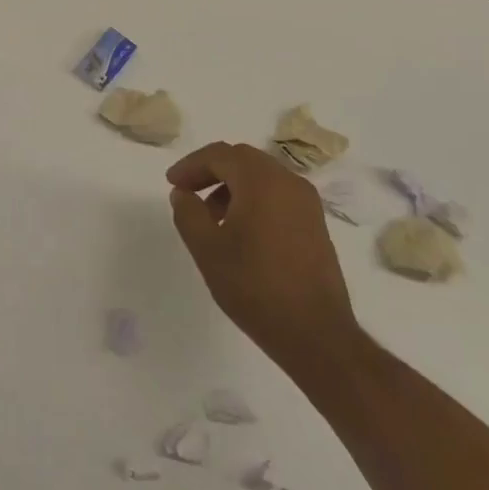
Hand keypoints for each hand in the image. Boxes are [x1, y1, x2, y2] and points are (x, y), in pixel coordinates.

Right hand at [168, 141, 360, 382]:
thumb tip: (184, 193)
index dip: (190, 165)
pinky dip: (253, 198)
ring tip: (211, 216)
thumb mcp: (206, 249)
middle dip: (211, 170)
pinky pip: (278, 194)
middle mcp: (289, 182)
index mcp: (262, 181)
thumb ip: (188, 212)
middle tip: (188, 192)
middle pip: (242, 159)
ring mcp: (307, 203)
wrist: (315, 334)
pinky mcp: (316, 224)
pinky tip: (240, 230)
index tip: (173, 184)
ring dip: (232, 185)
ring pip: (261, 176)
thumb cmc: (254, 287)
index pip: (219, 155)